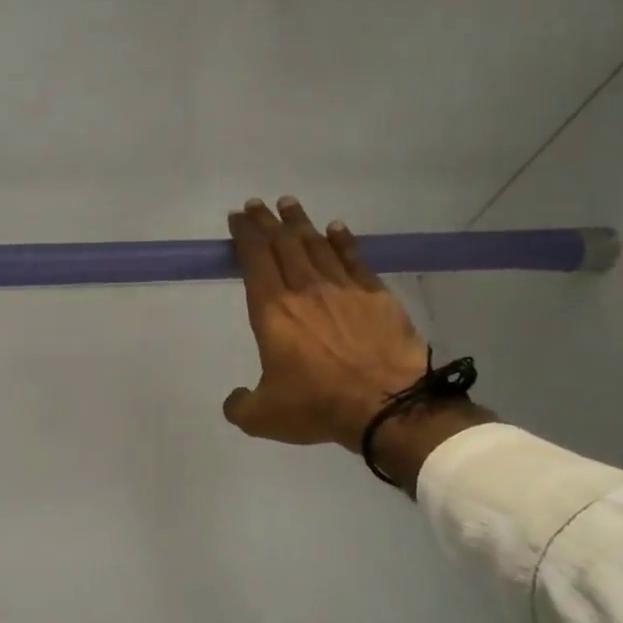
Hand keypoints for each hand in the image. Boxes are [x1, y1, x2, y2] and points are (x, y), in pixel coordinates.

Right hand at [222, 198, 489, 488]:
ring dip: (299, 223)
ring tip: (289, 205)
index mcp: (273, 312)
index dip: (245, 235)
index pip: (255, 260)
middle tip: (257, 204)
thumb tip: (234, 399)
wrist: (388, 405)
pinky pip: (354, 258)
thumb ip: (240, 406)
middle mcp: (305, 289)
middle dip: (266, 221)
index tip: (237, 218)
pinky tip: (335, 228)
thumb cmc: (319, 405)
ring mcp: (343, 288)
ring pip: (316, 244)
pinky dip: (342, 240)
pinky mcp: (375, 294)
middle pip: (283, 243)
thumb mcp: (264, 417)